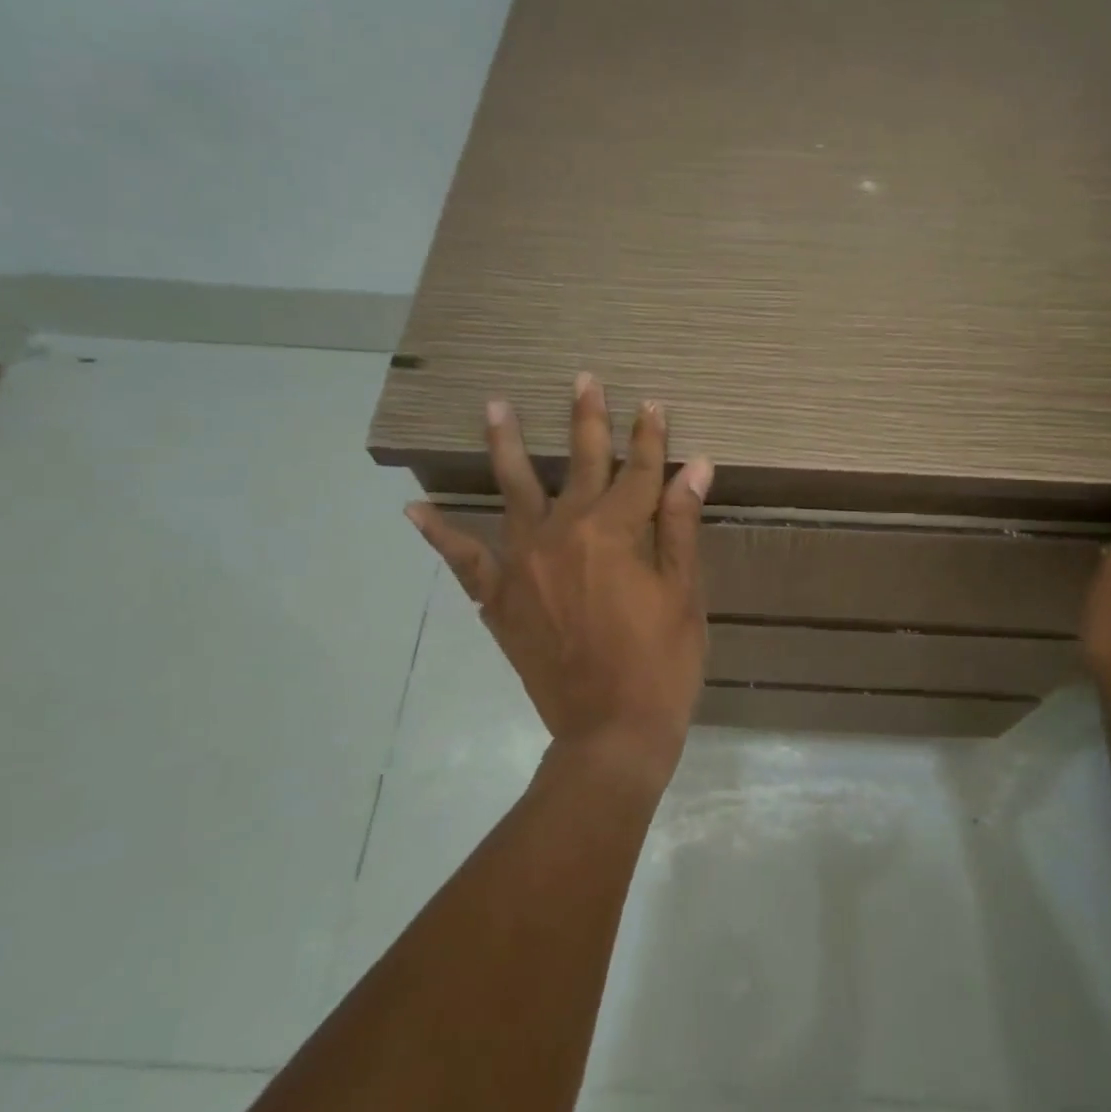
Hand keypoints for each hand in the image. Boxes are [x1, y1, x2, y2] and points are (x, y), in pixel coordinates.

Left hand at [406, 374, 713, 790]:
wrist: (611, 733)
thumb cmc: (661, 663)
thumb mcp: (684, 593)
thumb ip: (680, 524)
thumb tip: (695, 465)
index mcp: (616, 531)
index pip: (639, 470)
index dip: (650, 436)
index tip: (652, 404)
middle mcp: (565, 533)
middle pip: (578, 463)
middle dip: (586, 419)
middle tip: (582, 379)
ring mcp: (524, 562)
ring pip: (512, 489)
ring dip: (505, 444)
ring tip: (494, 406)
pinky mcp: (499, 597)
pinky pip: (464, 558)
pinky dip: (440, 533)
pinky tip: (415, 509)